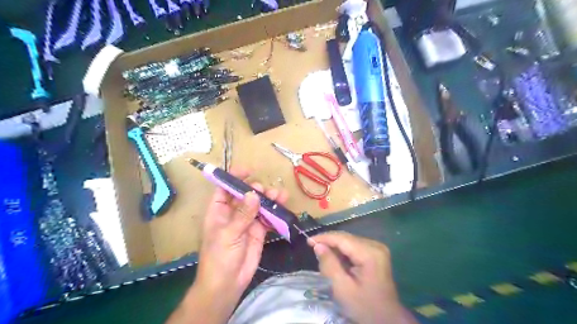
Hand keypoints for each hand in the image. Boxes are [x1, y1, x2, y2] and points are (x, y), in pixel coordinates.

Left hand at [196, 167, 287, 300]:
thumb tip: (254, 194)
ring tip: (280, 195)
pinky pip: (267, 218)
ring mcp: (247, 222)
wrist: (226, 285)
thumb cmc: (219, 258)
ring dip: (269, 199)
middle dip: (256, 189)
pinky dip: (275, 212)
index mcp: (219, 211)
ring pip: (259, 205)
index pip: (224, 188)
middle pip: (245, 195)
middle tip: (265, 191)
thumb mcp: (228, 234)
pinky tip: (283, 207)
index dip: (234, 177)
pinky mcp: (258, 232)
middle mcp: (233, 213)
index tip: (248, 170)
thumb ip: (243, 214)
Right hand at [308, 232, 416, 321]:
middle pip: (346, 238)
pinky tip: (337, 262)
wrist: (387, 319)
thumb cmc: (364, 307)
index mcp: (369, 253)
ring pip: (349, 241)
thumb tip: (318, 245)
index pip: (342, 238)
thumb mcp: (342, 288)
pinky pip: (354, 247)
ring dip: (335, 248)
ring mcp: (377, 248)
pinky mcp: (376, 253)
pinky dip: (343, 252)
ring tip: (325, 259)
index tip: (308, 241)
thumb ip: (329, 265)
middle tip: (314, 252)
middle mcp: (375, 245)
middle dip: (329, 243)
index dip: (323, 237)